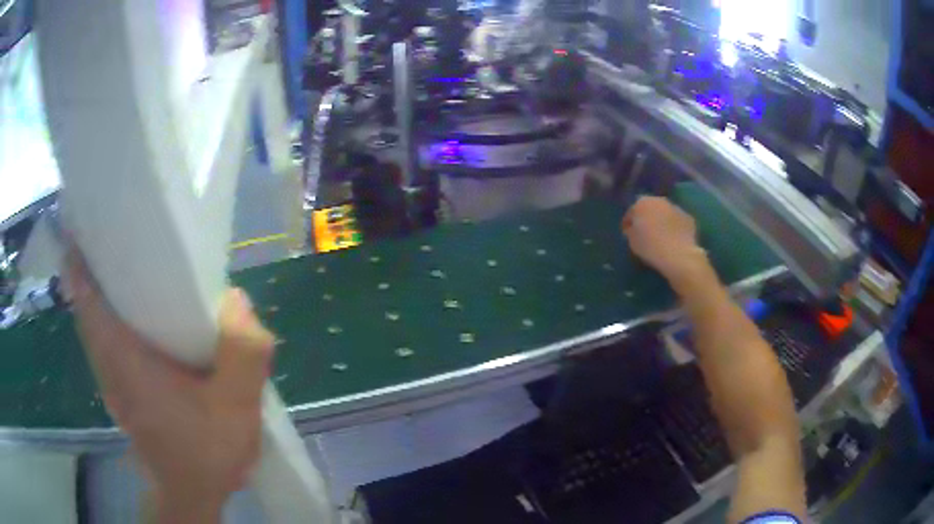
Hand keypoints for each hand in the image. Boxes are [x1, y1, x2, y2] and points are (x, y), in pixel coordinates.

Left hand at [66, 250, 274, 522]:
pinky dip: (109, 312)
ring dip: (100, 283)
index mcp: (124, 359)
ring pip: (92, 317)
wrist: (192, 493)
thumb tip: (236, 300)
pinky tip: (136, 309)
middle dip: (94, 258)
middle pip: (85, 297)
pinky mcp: (117, 386)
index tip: (90, 216)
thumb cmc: (206, 453)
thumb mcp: (237, 408)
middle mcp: (106, 362)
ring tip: (127, 254)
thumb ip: (243, 354)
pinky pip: (103, 336)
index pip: (86, 294)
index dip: (81, 253)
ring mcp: (108, 376)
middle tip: (119, 224)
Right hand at [621, 196, 709, 288]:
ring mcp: (676, 208)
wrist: (679, 255)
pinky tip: (673, 240)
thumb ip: (631, 231)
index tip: (627, 234)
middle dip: (647, 219)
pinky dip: (674, 228)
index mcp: (642, 203)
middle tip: (644, 234)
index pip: (631, 212)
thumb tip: (634, 229)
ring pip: (665, 214)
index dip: (628, 223)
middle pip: (650, 209)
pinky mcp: (689, 218)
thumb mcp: (632, 241)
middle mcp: (660, 200)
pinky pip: (677, 222)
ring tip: (661, 237)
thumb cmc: (650, 247)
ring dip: (662, 222)